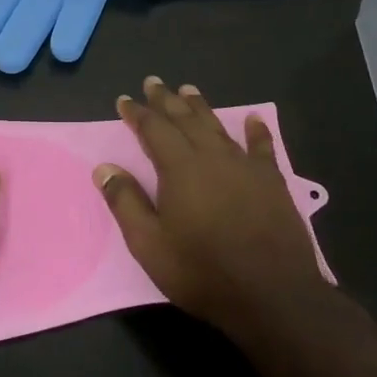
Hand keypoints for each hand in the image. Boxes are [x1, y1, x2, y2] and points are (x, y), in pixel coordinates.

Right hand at [94, 76, 325, 330]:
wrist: (272, 295)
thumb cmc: (202, 271)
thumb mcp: (150, 244)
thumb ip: (126, 203)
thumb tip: (104, 168)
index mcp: (179, 169)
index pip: (154, 130)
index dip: (137, 113)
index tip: (124, 100)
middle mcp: (212, 158)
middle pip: (185, 120)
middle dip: (166, 100)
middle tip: (153, 82)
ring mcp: (245, 167)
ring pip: (218, 127)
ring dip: (200, 107)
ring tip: (188, 90)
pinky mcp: (272, 182)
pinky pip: (262, 147)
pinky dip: (256, 131)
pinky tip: (253, 119)